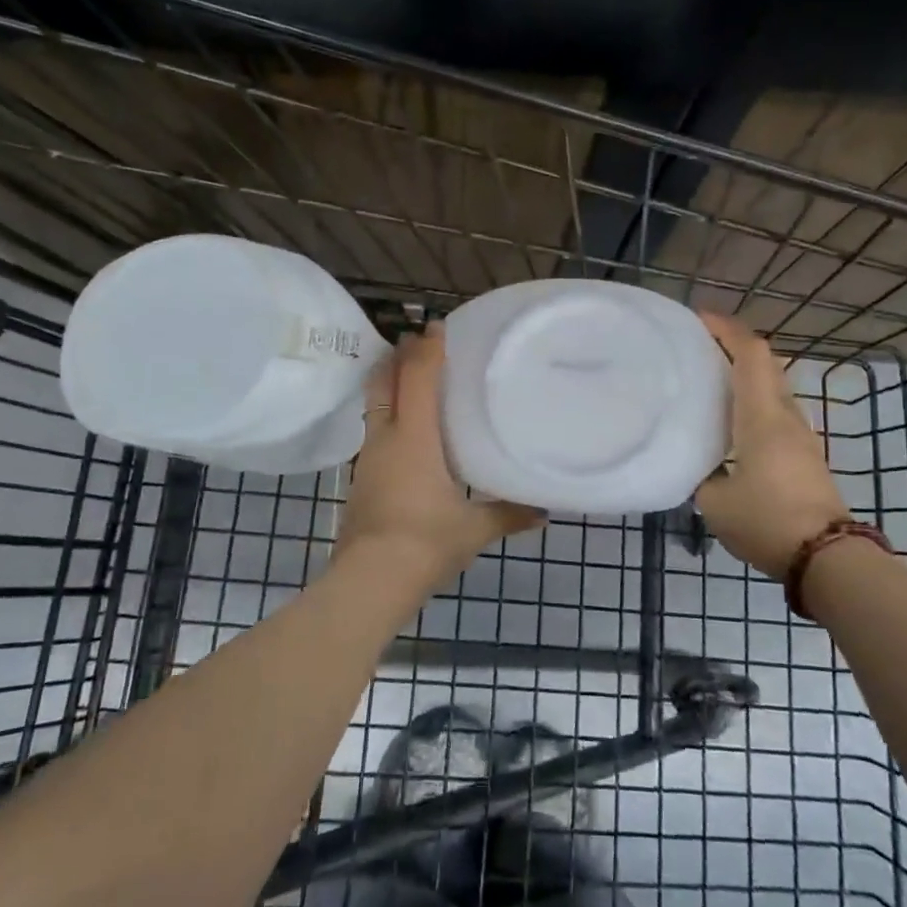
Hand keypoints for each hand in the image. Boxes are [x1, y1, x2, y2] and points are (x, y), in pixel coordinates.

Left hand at [336, 323, 542, 582]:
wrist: (369, 581)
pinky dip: (388, 415)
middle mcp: (386, 438)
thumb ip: (508, 514)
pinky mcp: (363, 479)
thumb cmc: (425, 542)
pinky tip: (406, 431)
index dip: (426, 348)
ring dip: (389, 384)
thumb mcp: (474, 529)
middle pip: (384, 382)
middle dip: (398, 356)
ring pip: (374, 405)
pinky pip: (375, 431)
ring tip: (412, 379)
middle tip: (418, 341)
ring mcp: (369, 458)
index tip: (437, 325)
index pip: (416, 377)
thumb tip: (544, 511)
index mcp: (414, 437)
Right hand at [695, 312, 851, 580]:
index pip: (751, 354)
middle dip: (734, 345)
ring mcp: (800, 435)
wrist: (827, 557)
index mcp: (762, 417)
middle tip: (698, 347)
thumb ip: (702, 475)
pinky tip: (730, 420)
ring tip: (710, 380)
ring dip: (745, 373)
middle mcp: (785, 416)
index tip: (699, 318)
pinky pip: (776, 410)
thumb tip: (699, 465)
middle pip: (766, 363)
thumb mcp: (715, 502)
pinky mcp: (805, 455)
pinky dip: (753, 400)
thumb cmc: (767, 521)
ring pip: (773, 387)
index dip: (727, 329)